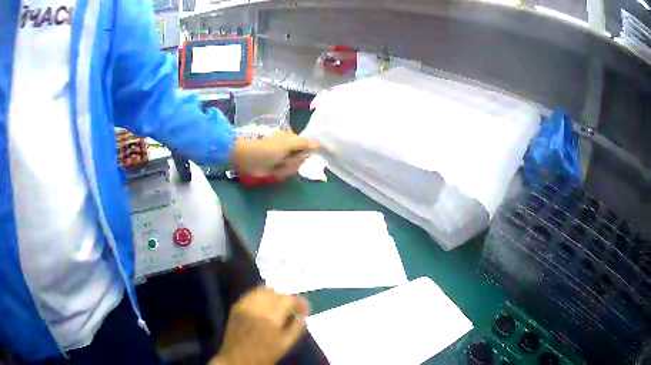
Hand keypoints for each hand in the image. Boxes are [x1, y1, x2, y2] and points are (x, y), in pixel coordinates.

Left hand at [210, 286, 309, 364]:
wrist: (237, 358)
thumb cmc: (264, 354)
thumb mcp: (285, 345)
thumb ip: (297, 328)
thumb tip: (304, 316)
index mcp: (272, 317)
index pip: (289, 300)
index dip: (300, 302)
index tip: (305, 309)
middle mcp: (257, 306)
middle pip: (275, 292)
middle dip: (286, 299)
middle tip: (291, 309)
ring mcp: (245, 305)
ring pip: (262, 290)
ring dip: (273, 296)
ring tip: (277, 306)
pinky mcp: (236, 306)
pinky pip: (251, 295)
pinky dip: (260, 297)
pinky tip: (263, 307)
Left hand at [229, 131, 318, 180]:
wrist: (247, 158)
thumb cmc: (266, 148)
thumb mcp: (287, 144)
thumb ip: (304, 143)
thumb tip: (319, 143)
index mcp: (291, 139)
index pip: (307, 147)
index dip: (307, 152)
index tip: (305, 155)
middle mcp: (289, 148)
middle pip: (302, 159)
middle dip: (293, 162)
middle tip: (284, 160)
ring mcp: (282, 159)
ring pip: (294, 168)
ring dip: (286, 168)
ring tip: (276, 165)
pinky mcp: (276, 169)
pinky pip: (285, 174)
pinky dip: (280, 173)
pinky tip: (273, 171)